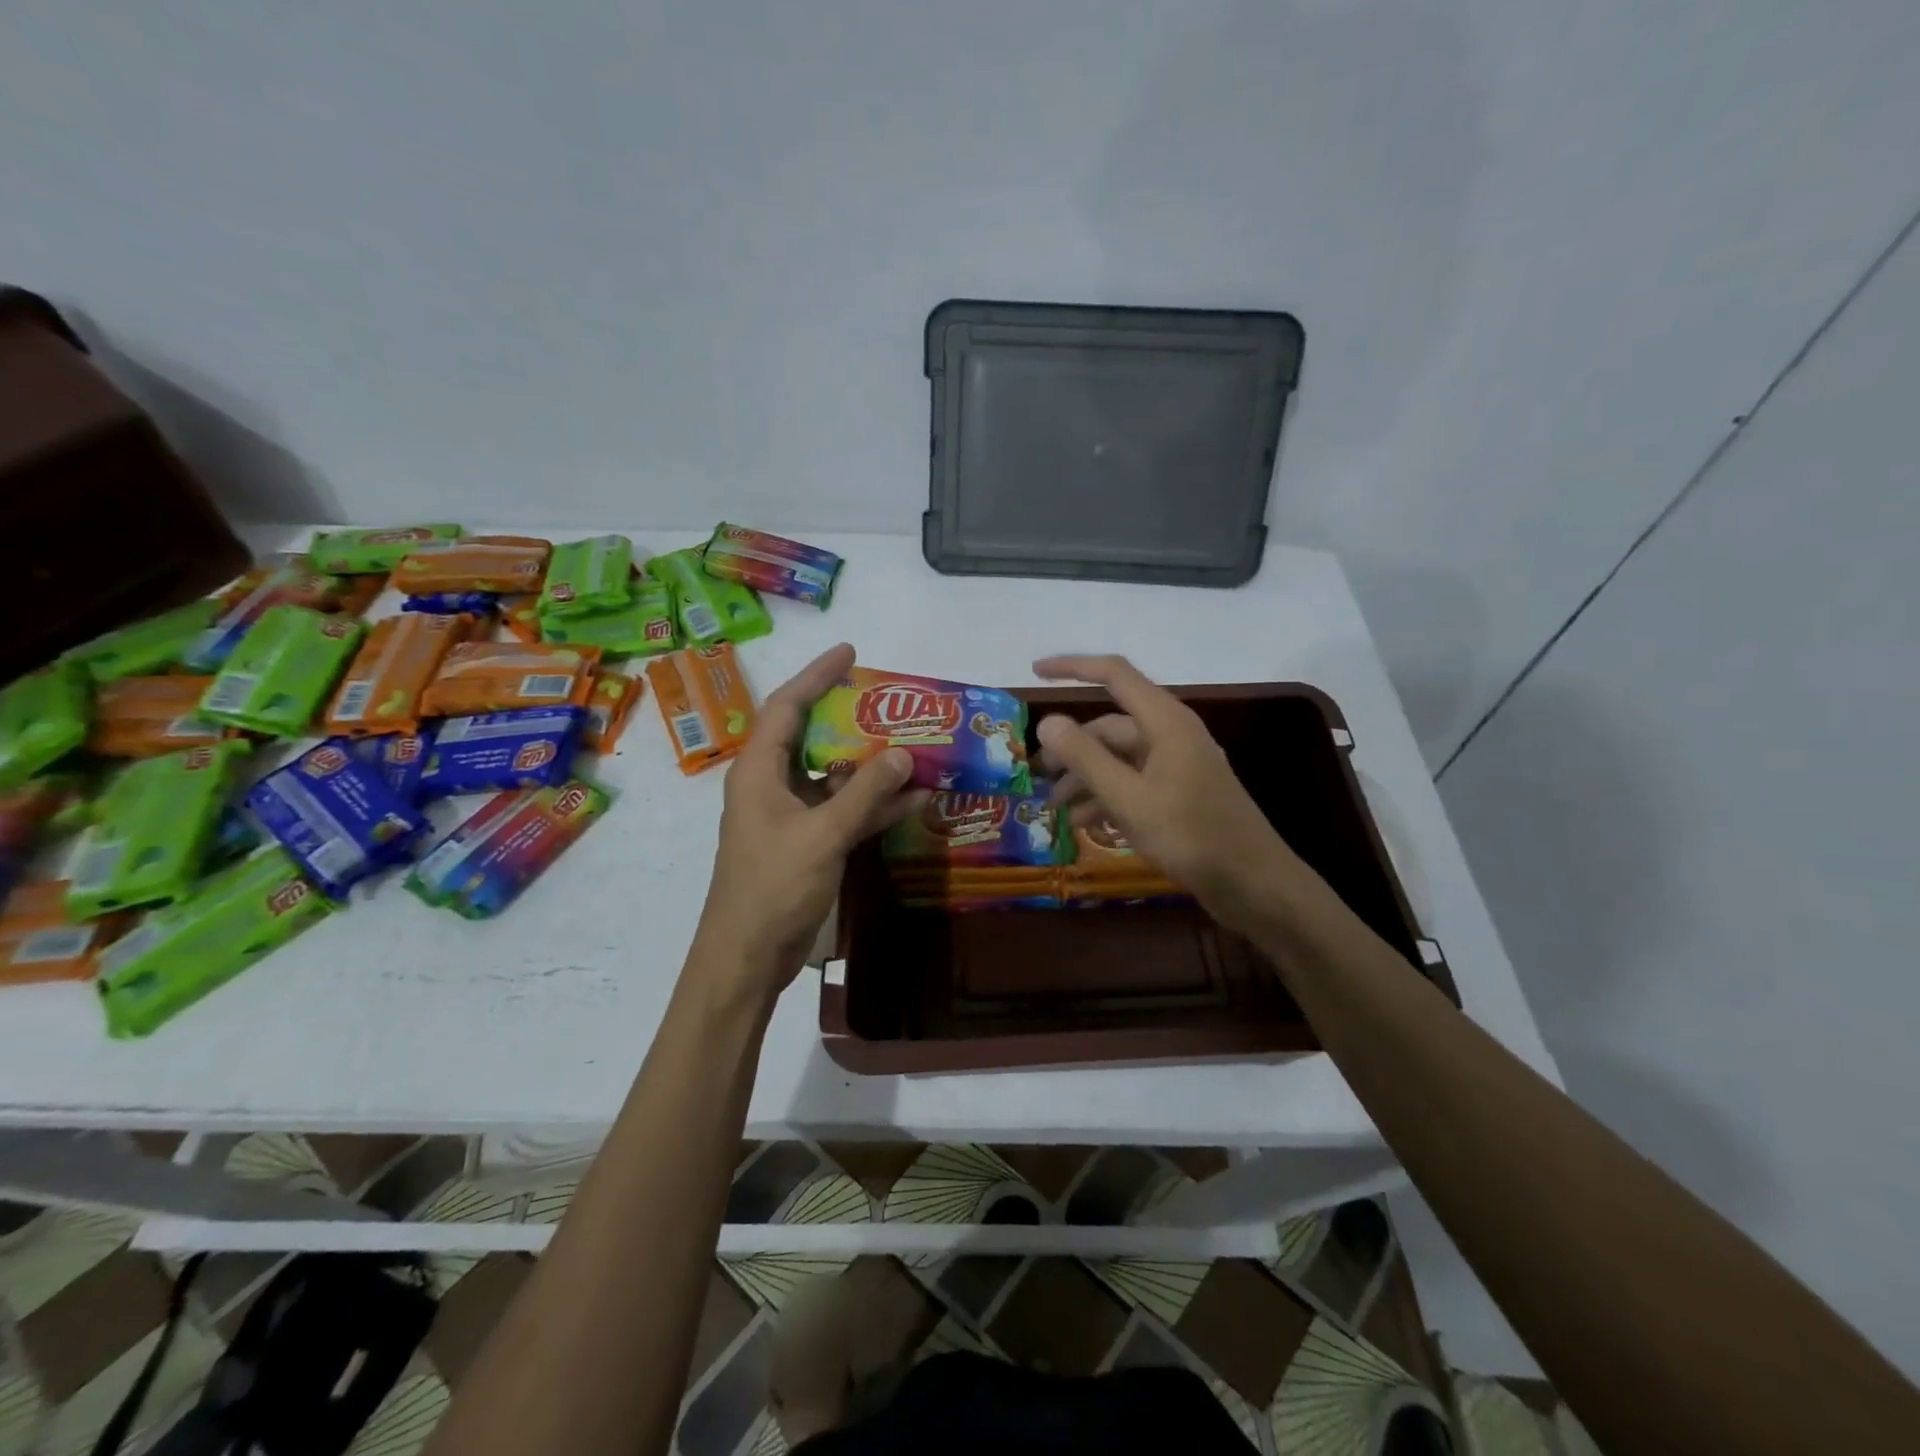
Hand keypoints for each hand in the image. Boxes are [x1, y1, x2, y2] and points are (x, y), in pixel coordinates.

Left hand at [693, 643, 927, 1003]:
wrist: (747, 958)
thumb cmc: (773, 887)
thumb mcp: (823, 834)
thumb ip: (865, 793)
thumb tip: (904, 753)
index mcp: (759, 770)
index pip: (787, 706)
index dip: (817, 675)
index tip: (850, 652)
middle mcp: (771, 784)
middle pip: (812, 736)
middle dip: (851, 717)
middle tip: (890, 701)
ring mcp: (789, 815)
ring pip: (832, 775)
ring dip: (871, 765)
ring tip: (913, 745)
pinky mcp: (806, 842)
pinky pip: (842, 810)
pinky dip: (873, 804)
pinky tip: (913, 799)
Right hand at [1032, 654, 1308, 938]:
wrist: (1255, 885)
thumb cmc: (1192, 836)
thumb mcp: (1129, 798)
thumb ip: (1086, 758)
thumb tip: (1047, 721)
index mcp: (1166, 722)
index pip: (1114, 675)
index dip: (1072, 667)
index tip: (1034, 672)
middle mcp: (1172, 735)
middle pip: (1110, 726)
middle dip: (1070, 747)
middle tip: (1036, 775)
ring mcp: (1177, 766)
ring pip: (1119, 759)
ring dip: (1085, 778)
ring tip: (1053, 808)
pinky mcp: (1180, 795)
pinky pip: (1134, 783)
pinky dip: (1107, 797)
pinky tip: (1084, 823)